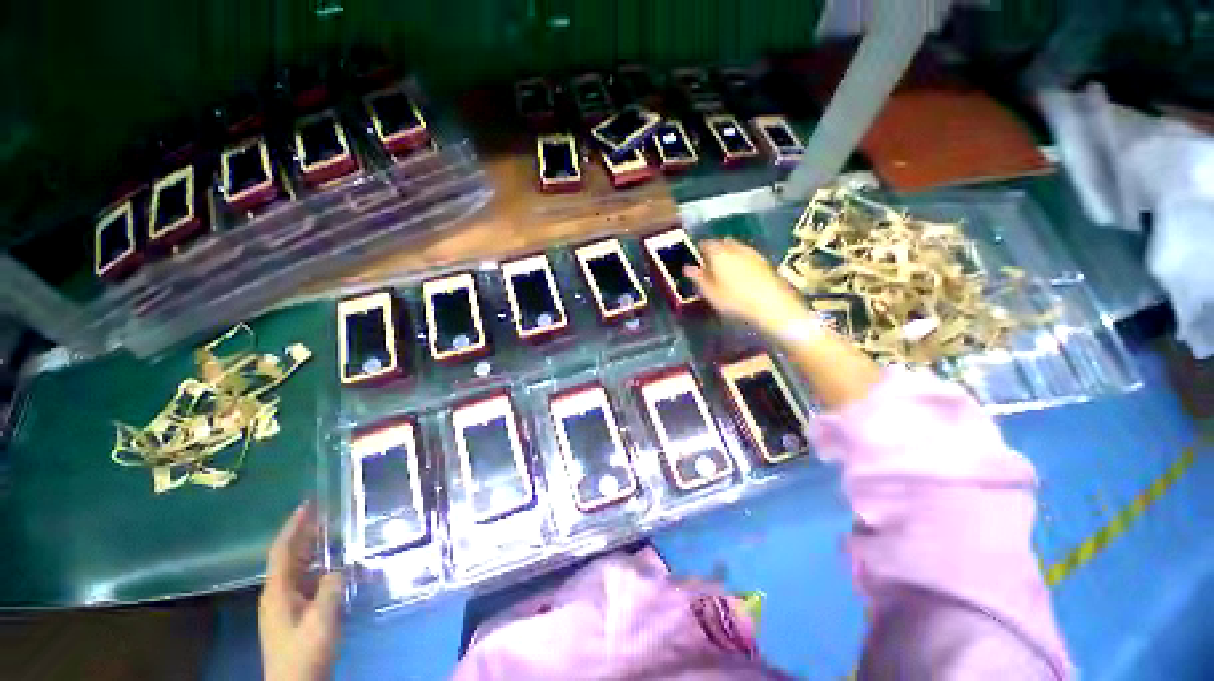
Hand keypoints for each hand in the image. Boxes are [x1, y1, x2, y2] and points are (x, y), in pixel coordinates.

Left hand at [259, 503, 342, 680]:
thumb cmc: (305, 651)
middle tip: (326, 514)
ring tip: (333, 535)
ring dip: (313, 551)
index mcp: (278, 591)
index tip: (308, 505)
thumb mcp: (322, 619)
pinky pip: (305, 583)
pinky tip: (334, 568)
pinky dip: (318, 569)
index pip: (282, 551)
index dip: (293, 527)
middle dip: (304, 535)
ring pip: (297, 570)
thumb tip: (338, 568)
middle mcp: (277, 594)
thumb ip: (331, 588)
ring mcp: (284, 606)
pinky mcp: (294, 615)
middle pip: (289, 557)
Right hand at [685, 238, 811, 333]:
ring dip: (728, 254)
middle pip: (721, 243)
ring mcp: (752, 253)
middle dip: (714, 250)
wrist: (773, 305)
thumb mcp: (710, 293)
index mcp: (719, 253)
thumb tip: (687, 267)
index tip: (695, 259)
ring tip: (724, 270)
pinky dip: (740, 260)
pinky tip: (740, 274)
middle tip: (709, 265)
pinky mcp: (764, 261)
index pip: (705, 244)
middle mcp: (735, 248)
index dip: (698, 250)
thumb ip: (698, 278)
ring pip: (736, 248)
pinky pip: (747, 255)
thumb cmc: (735, 300)